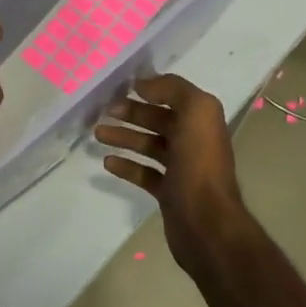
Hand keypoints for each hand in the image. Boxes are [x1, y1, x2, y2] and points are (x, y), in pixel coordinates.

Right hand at [96, 74, 252, 273]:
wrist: (206, 223)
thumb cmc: (200, 163)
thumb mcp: (196, 112)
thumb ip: (173, 90)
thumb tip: (144, 83)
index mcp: (202, 120)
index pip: (174, 97)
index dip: (151, 90)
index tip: (123, 86)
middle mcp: (194, 141)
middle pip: (159, 120)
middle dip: (133, 113)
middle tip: (105, 110)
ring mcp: (181, 168)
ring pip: (148, 145)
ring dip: (124, 137)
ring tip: (98, 133)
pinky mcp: (168, 192)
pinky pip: (144, 173)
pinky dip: (127, 166)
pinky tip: (107, 162)